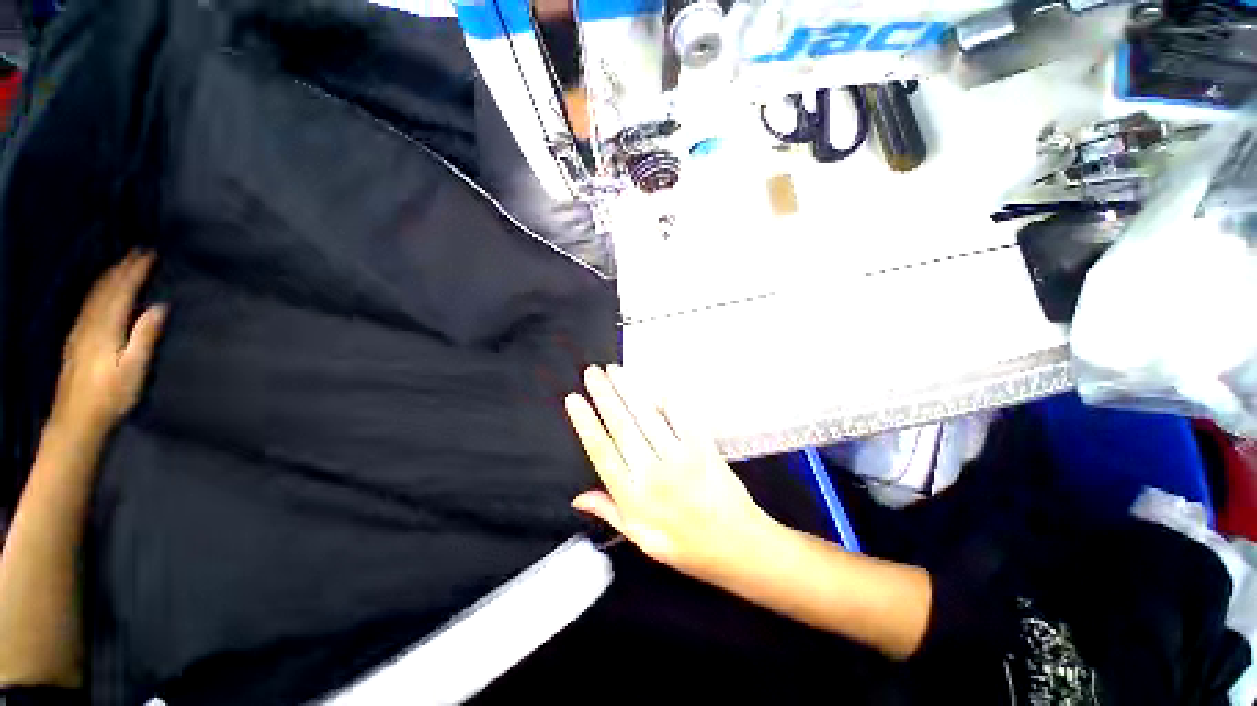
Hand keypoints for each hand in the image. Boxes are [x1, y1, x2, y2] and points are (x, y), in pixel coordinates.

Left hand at [51, 252, 166, 439]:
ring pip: (94, 295)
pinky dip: (98, 291)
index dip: (134, 272)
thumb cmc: (110, 396)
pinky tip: (101, 291)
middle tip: (137, 252)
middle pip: (105, 289)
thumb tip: (160, 307)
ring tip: (121, 264)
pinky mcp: (75, 340)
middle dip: (121, 269)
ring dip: (109, 276)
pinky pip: (87, 305)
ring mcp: (79, 332)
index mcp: (106, 328)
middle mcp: (90, 324)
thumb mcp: (133, 369)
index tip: (149, 255)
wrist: (76, 420)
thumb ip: (145, 337)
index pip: (121, 292)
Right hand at [565, 365, 773, 582]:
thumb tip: (577, 498)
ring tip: (614, 370)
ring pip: (647, 416)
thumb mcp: (641, 540)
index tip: (574, 399)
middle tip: (591, 372)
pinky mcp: (701, 446)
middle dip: (604, 395)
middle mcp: (652, 472)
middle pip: (622, 426)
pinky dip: (667, 398)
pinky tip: (653, 384)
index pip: (602, 452)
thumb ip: (610, 513)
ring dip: (629, 389)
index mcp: (634, 497)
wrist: (738, 545)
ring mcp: (679, 456)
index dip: (585, 423)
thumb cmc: (686, 546)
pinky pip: (681, 415)